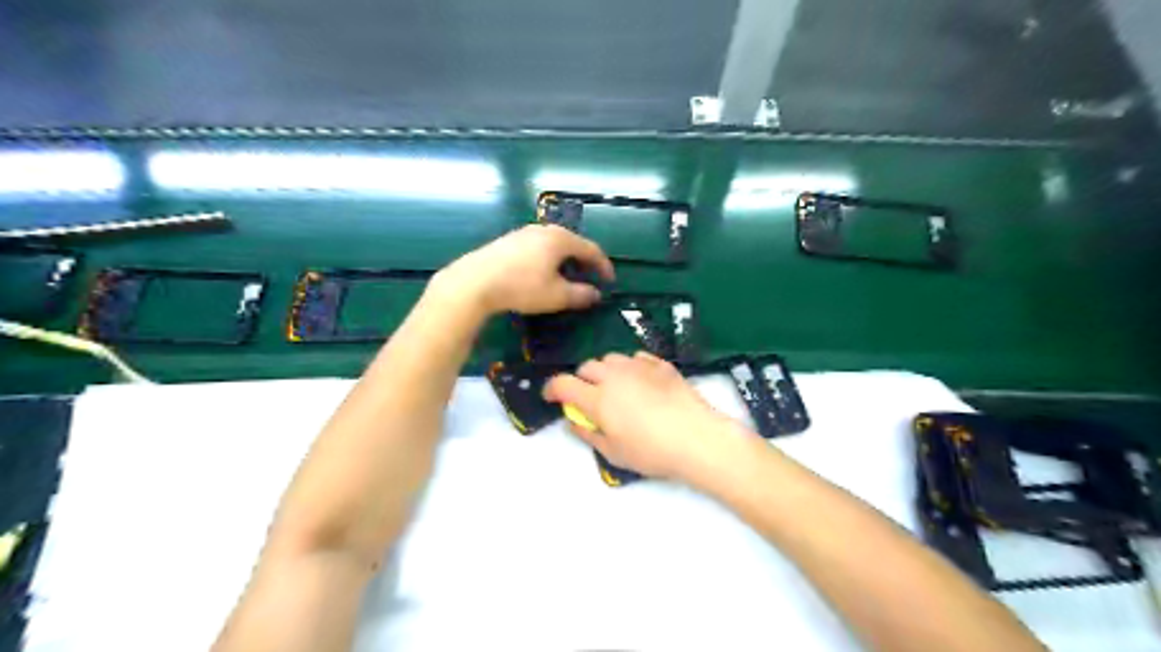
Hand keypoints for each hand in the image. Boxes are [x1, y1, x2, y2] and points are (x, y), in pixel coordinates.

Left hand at [436, 224, 616, 315]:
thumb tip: (596, 294)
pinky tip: (539, 274)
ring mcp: (523, 233)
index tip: (609, 281)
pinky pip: (536, 248)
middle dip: (583, 262)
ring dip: (564, 261)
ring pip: (552, 245)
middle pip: (571, 244)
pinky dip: (546, 260)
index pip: (591, 249)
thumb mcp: (557, 296)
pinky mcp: (507, 241)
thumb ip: (581, 295)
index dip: (603, 266)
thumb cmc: (522, 287)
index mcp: (561, 239)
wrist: (474, 282)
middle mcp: (543, 230)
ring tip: (565, 278)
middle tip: (589, 278)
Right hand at [543, 350, 753, 484]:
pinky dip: (630, 367)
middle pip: (587, 367)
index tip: (551, 397)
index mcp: (598, 398)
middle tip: (588, 398)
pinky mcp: (661, 364)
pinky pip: (636, 357)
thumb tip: (572, 421)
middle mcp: (614, 375)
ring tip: (615, 389)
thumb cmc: (652, 451)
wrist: (697, 438)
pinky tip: (639, 382)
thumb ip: (587, 434)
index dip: (552, 389)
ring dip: (605, 371)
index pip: (563, 384)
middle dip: (581, 380)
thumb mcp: (613, 452)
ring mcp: (639, 366)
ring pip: (611, 358)